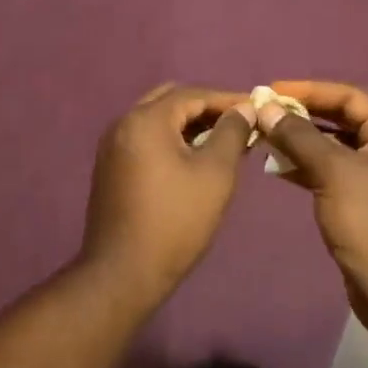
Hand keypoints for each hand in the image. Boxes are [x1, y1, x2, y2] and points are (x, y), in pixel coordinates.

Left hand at [77, 83, 257, 297]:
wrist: (123, 272)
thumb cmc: (176, 220)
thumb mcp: (215, 174)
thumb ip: (232, 133)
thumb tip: (243, 109)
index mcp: (145, 120)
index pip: (192, 94)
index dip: (228, 99)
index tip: (257, 108)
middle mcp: (122, 124)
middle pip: (170, 100)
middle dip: (206, 108)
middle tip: (239, 123)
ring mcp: (111, 147)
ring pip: (156, 120)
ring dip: (189, 124)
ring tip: (223, 141)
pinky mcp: (110, 168)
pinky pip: (145, 140)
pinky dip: (171, 140)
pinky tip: (194, 159)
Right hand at [255, 80, 367, 322]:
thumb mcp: (332, 171)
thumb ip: (298, 135)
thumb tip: (266, 107)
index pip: (351, 96)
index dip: (310, 90)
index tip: (272, 90)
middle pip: (344, 120)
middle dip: (304, 116)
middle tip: (266, 114)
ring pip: (337, 147)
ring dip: (303, 142)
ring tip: (266, 140)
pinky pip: (336, 172)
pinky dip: (310, 167)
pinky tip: (280, 169)